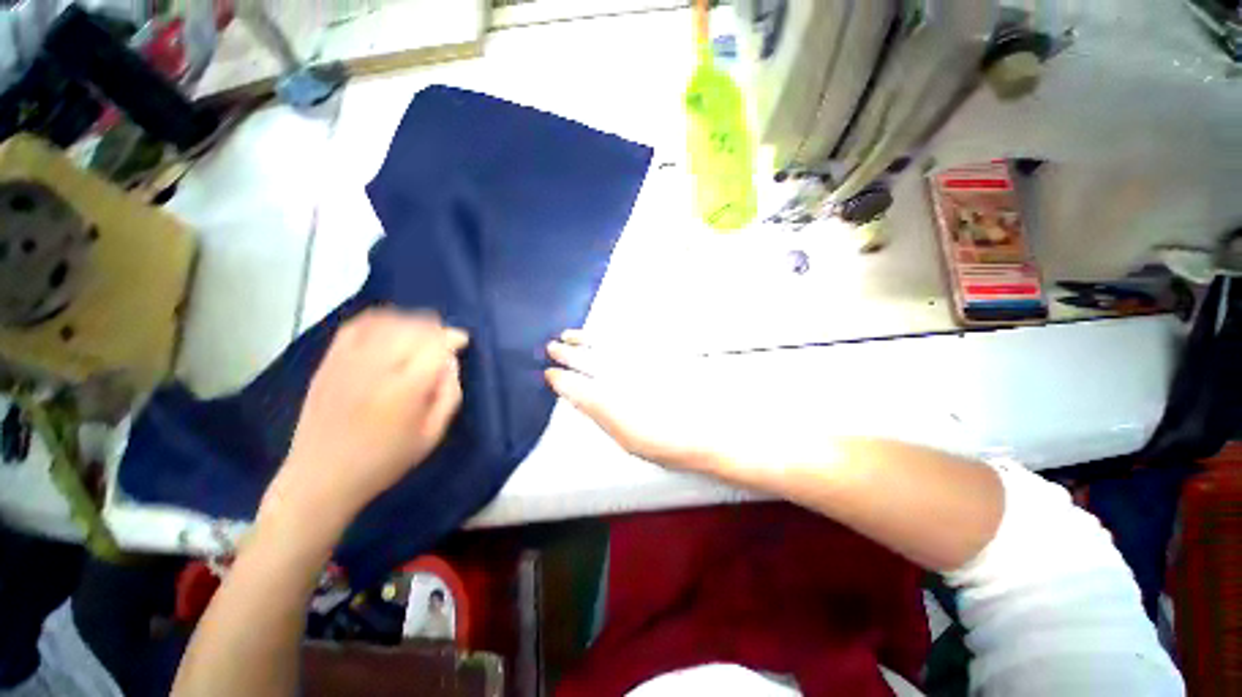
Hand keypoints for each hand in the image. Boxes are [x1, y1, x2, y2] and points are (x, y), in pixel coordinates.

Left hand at [265, 309, 468, 531]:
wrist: (321, 477)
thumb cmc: (385, 461)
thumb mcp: (432, 435)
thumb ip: (450, 394)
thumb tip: (450, 361)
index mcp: (405, 389)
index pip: (436, 345)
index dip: (453, 338)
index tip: (462, 342)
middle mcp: (376, 368)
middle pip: (413, 328)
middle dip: (435, 329)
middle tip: (444, 341)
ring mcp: (348, 362)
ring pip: (386, 322)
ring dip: (410, 322)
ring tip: (420, 333)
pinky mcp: (329, 362)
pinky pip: (355, 326)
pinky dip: (377, 320)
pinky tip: (388, 327)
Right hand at [545, 330, 721, 472]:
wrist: (709, 429)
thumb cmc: (667, 440)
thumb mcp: (627, 437)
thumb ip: (599, 413)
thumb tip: (575, 396)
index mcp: (615, 401)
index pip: (580, 385)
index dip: (562, 378)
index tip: (549, 373)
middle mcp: (624, 376)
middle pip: (590, 360)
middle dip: (568, 353)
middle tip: (552, 347)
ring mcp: (640, 362)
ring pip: (605, 344)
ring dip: (585, 339)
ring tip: (569, 334)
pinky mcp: (655, 354)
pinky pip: (626, 338)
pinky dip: (608, 334)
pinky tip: (600, 334)